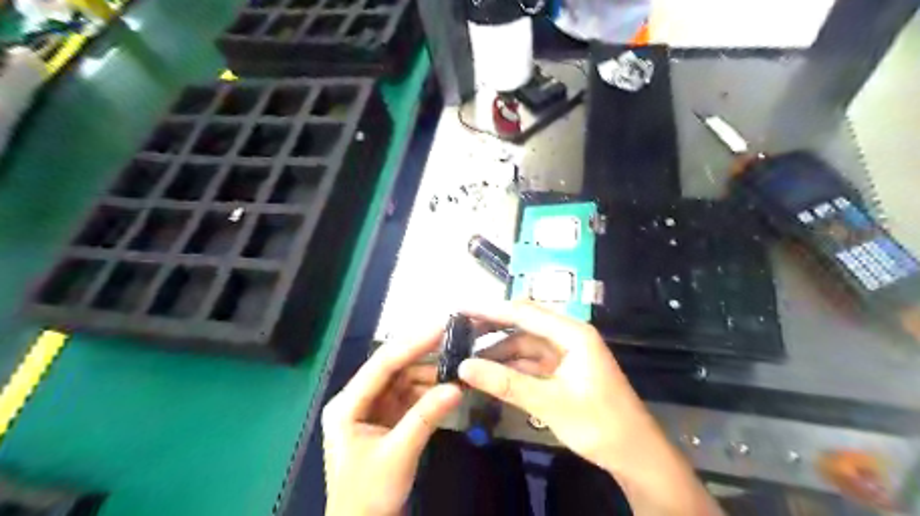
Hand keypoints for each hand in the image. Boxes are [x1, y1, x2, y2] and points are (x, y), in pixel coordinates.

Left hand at [324, 331, 467, 515]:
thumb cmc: (369, 496)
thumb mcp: (399, 454)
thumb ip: (426, 417)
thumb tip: (456, 387)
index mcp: (347, 405)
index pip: (381, 365)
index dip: (412, 344)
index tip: (440, 328)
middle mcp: (357, 399)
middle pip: (393, 368)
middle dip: (424, 356)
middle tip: (454, 340)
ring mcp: (372, 408)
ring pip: (404, 380)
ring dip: (430, 374)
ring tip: (459, 366)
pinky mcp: (386, 418)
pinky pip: (410, 396)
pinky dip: (429, 392)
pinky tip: (449, 387)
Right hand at [460, 300, 653, 472]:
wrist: (635, 455)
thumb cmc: (599, 424)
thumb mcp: (550, 402)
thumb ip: (506, 383)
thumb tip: (464, 367)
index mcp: (572, 333)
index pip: (524, 312)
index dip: (491, 309)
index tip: (461, 308)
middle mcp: (568, 336)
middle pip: (523, 324)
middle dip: (492, 327)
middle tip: (459, 331)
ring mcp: (565, 354)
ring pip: (524, 344)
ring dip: (499, 350)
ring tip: (468, 355)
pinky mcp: (562, 371)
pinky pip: (530, 362)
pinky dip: (510, 366)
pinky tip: (489, 373)